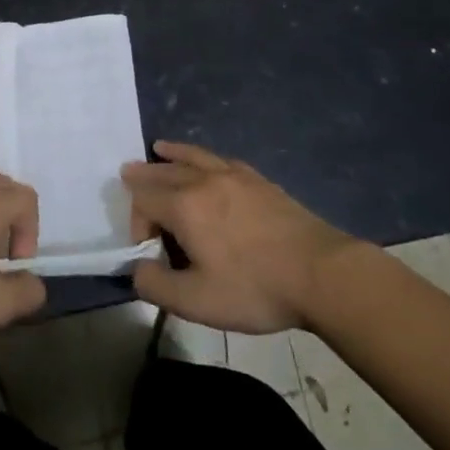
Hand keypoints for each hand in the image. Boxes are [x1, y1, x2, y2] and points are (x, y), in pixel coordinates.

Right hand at [123, 141, 365, 333]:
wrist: (321, 272)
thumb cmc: (254, 288)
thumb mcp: (196, 302)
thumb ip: (156, 286)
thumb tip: (137, 269)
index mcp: (185, 206)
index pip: (144, 200)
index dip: (135, 221)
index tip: (148, 251)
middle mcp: (204, 180)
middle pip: (165, 171)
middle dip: (144, 176)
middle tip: (128, 173)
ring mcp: (235, 176)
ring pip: (193, 157)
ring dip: (172, 154)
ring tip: (159, 147)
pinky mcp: (259, 181)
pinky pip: (220, 159)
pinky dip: (203, 156)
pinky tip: (208, 162)